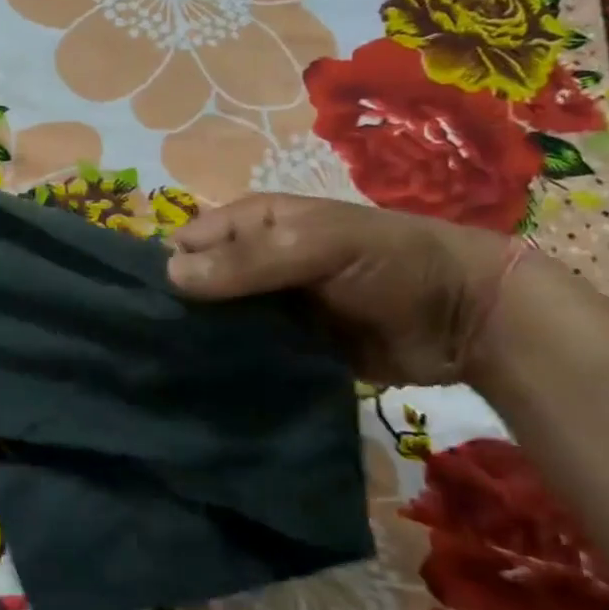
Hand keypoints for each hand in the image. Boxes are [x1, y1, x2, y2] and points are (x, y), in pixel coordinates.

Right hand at [165, 195, 514, 385]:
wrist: (464, 319)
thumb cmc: (392, 262)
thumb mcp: (321, 245)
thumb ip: (250, 259)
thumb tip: (168, 275)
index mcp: (254, 223)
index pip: (187, 243)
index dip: (164, 271)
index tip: (144, 313)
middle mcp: (252, 262)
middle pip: (196, 286)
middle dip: (177, 313)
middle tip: (152, 352)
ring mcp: (268, 307)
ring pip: (215, 323)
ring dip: (200, 344)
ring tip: (170, 374)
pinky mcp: (285, 346)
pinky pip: (244, 353)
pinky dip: (228, 366)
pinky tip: (205, 386)